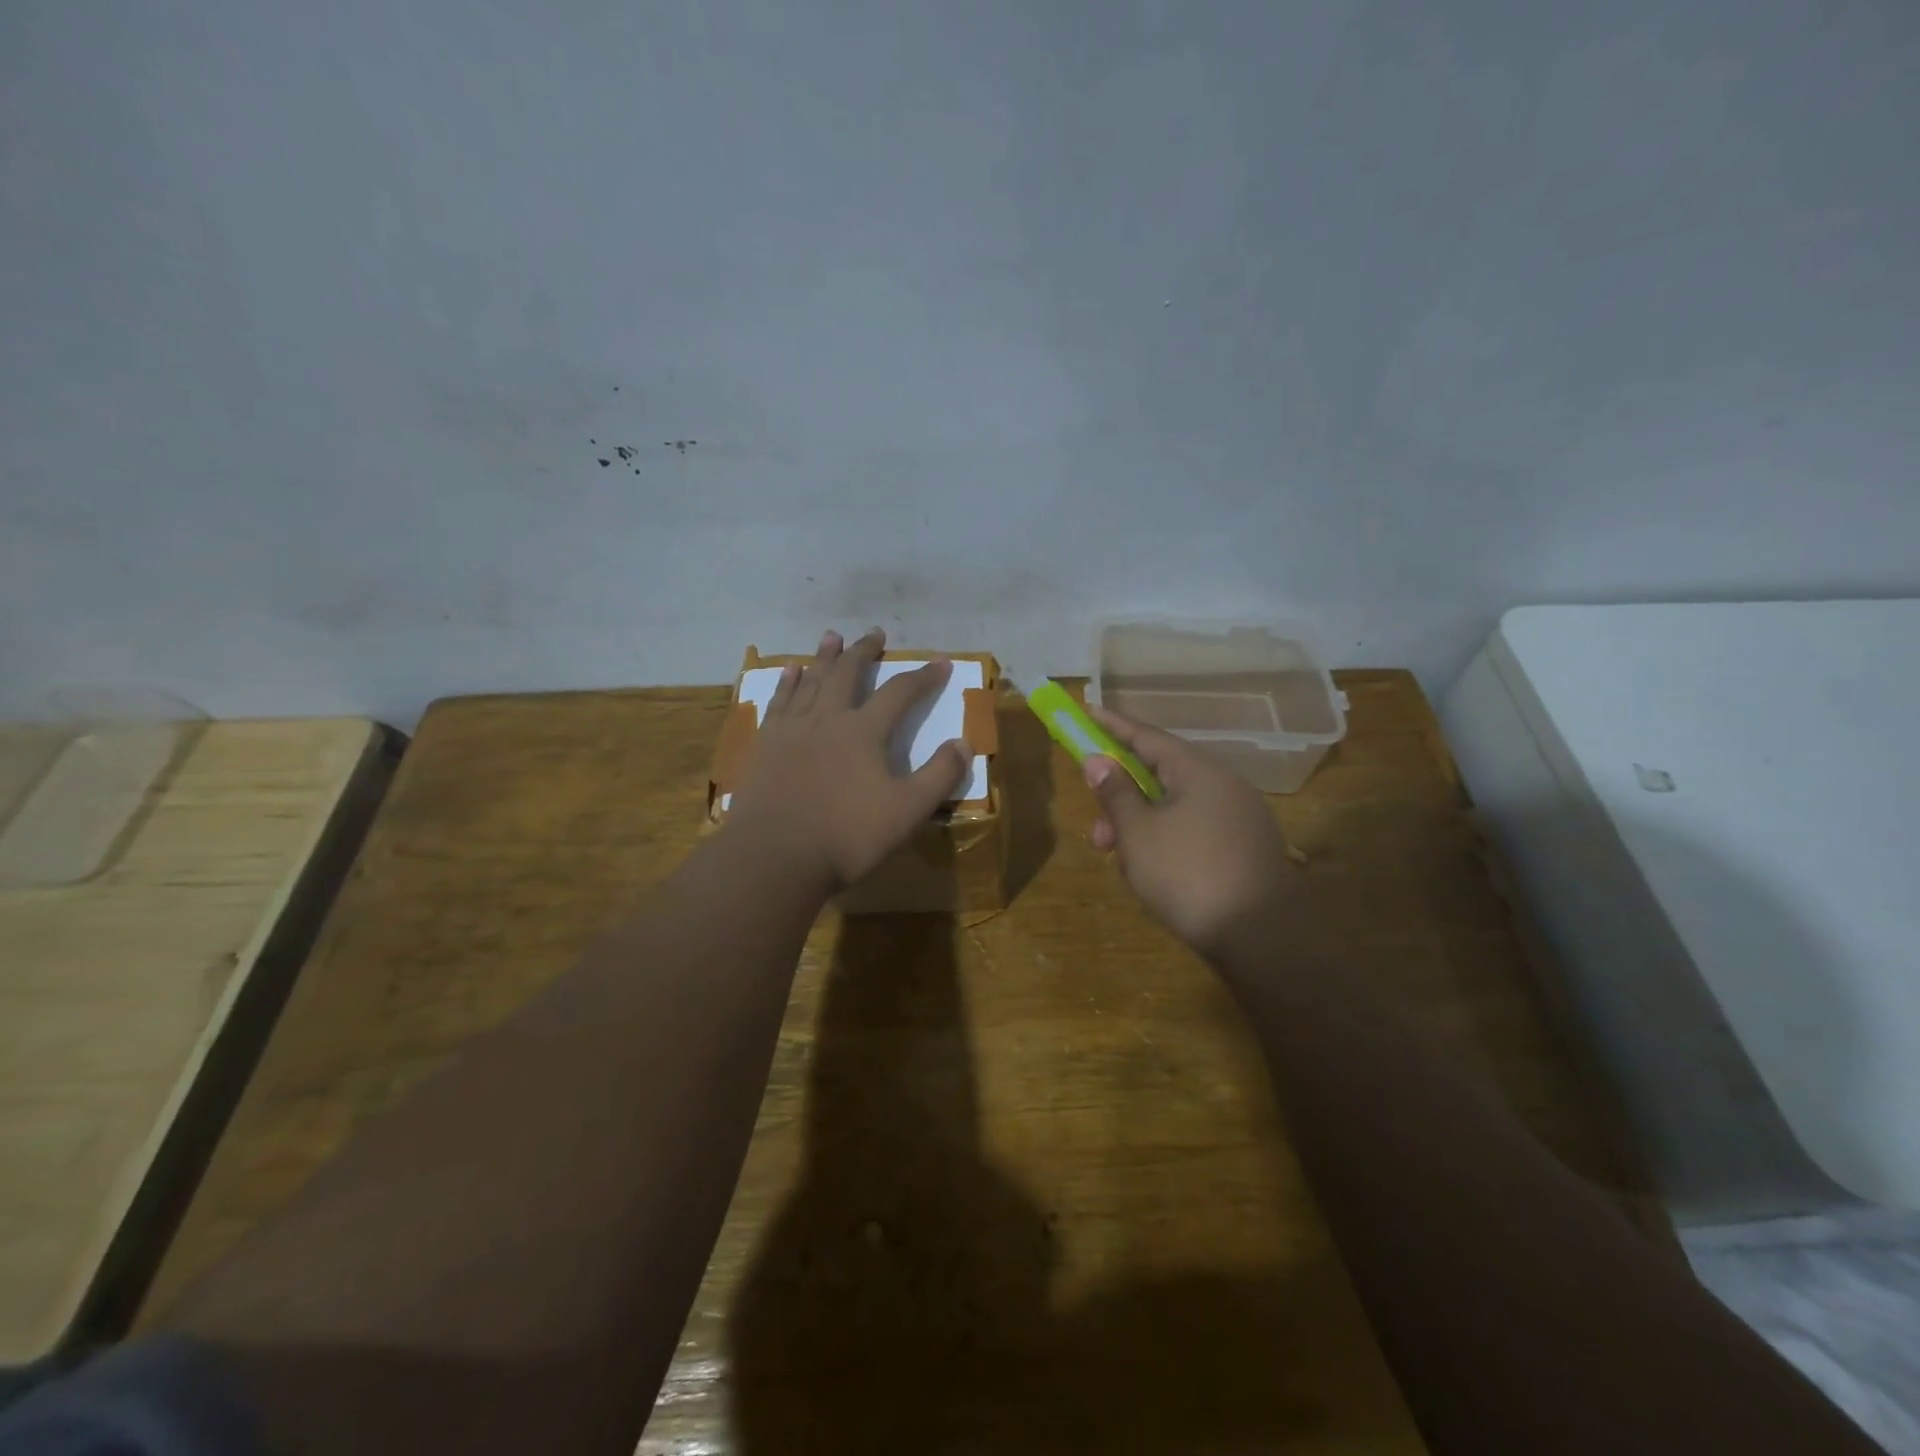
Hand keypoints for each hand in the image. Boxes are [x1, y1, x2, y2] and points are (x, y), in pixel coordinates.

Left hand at [726, 628, 971, 891]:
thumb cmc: (846, 836)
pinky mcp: (765, 745)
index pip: (900, 693)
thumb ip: (939, 775)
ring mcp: (791, 729)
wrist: (774, 856)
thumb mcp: (908, 811)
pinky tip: (790, 672)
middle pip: (848, 674)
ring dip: (824, 657)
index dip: (923, 676)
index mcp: (863, 731)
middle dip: (865, 652)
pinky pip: (779, 702)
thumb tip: (963, 742)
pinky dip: (787, 683)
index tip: (941, 662)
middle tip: (875, 632)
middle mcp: (827, 718)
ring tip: (832, 637)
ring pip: (810, 681)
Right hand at [1083, 704, 1295, 956]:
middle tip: (1098, 833)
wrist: (1263, 939)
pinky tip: (1152, 875)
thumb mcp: (1138, 833)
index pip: (1147, 737)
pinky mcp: (1245, 850)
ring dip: (1141, 827)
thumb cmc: (1189, 875)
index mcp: (1199, 771)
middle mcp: (1224, 786)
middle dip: (1121, 800)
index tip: (1087, 712)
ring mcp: (1239, 818)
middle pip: (1160, 776)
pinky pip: (1194, 831)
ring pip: (1175, 809)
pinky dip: (1166, 842)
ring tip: (1123, 864)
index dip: (1113, 725)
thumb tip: (1098, 760)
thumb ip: (1115, 793)